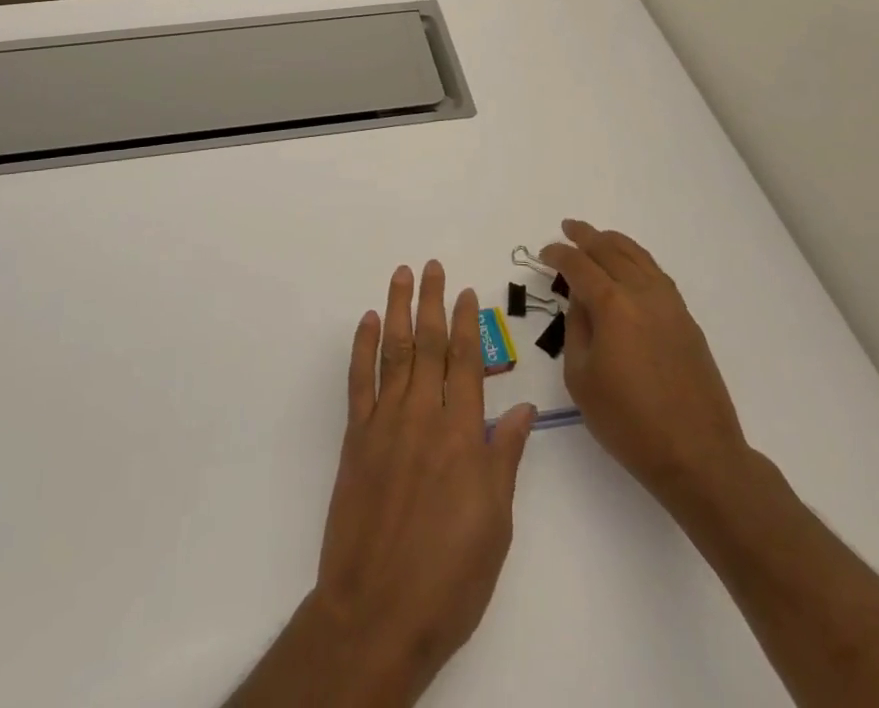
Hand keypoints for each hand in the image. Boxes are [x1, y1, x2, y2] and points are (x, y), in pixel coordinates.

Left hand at [291, 262, 536, 704]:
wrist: (378, 612)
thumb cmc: (449, 576)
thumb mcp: (495, 524)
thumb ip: (505, 458)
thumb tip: (523, 410)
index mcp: (462, 436)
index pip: (467, 363)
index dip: (467, 324)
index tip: (467, 292)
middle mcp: (424, 417)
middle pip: (429, 345)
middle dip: (432, 302)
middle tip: (433, 266)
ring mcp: (385, 423)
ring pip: (394, 351)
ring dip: (398, 309)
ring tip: (402, 276)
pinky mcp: (356, 438)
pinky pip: (360, 381)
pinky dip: (363, 346)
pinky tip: (368, 321)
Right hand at [541, 219, 749, 515]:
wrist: (699, 456)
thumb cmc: (629, 423)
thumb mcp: (581, 379)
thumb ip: (576, 330)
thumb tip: (581, 303)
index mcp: (612, 306)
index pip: (579, 266)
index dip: (559, 255)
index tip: (544, 253)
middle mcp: (642, 294)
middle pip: (610, 251)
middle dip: (586, 237)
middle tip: (568, 227)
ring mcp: (670, 305)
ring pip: (639, 258)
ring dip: (614, 242)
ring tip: (598, 237)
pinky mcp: (687, 321)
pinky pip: (657, 275)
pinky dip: (638, 260)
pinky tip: (632, 266)